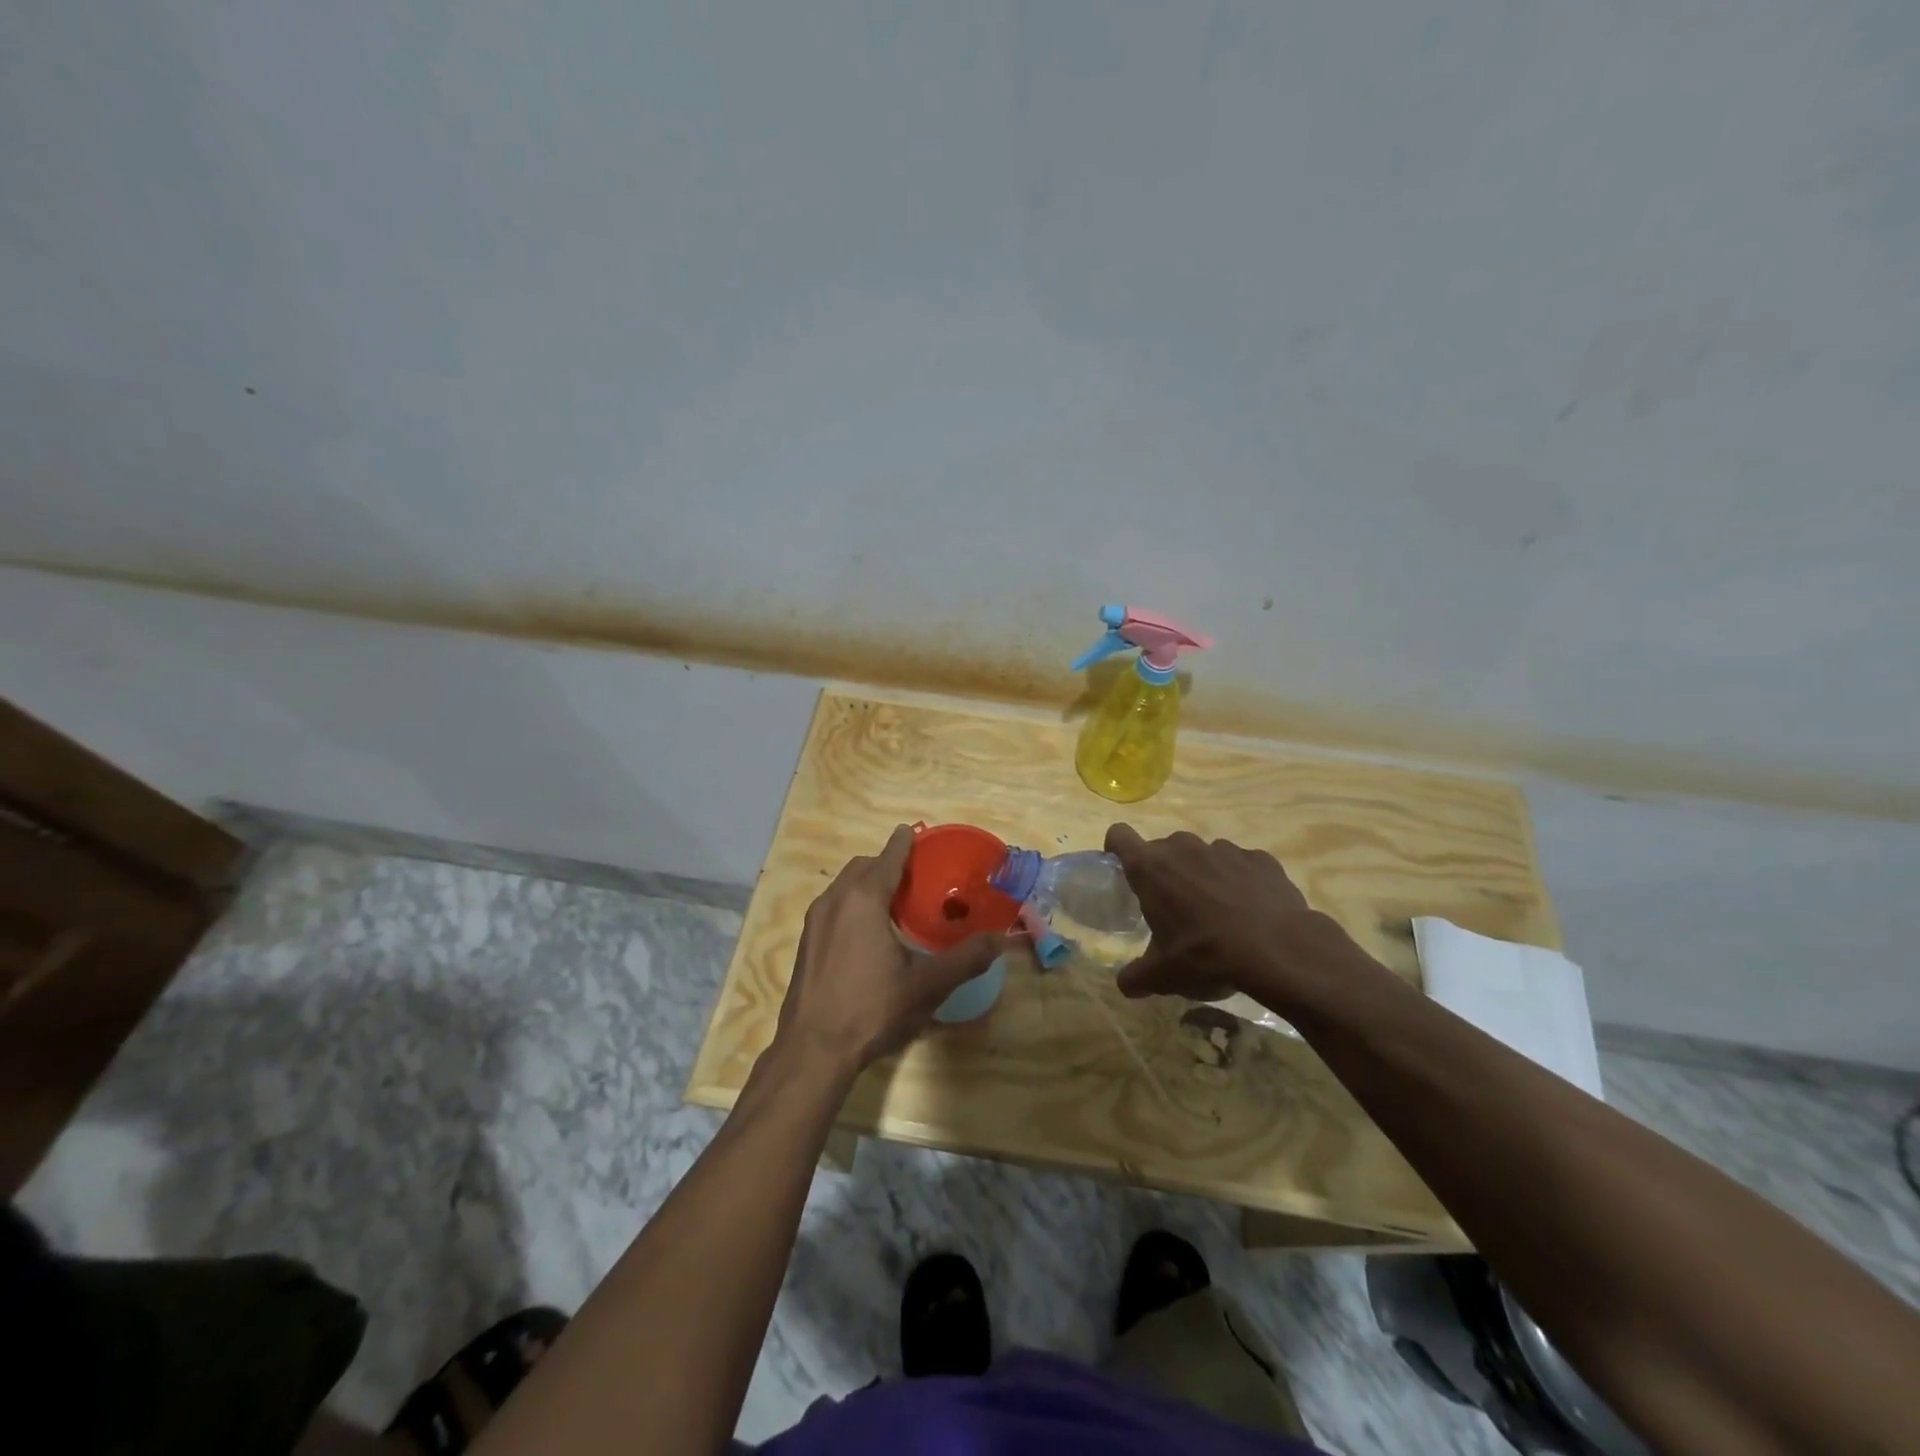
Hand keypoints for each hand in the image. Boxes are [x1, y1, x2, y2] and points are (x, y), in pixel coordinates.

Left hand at [774, 825, 1006, 1075]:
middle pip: (863, 867)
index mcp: (864, 899)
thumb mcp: (927, 985)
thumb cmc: (872, 1008)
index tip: (915, 833)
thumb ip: (965, 958)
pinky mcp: (806, 943)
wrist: (812, 1049)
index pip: (888, 857)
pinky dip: (852, 904)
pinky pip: (833, 906)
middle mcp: (835, 900)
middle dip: (886, 864)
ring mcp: (815, 921)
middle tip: (914, 877)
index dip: (904, 844)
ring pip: (844, 886)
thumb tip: (999, 939)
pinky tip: (868, 935)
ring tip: (893, 904)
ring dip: (867, 884)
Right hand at [1104, 824, 1371, 1012]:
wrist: (1277, 949)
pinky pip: (1240, 865)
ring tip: (1217, 912)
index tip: (1122, 868)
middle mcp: (1183, 848)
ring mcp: (1224, 849)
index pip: (1120, 836)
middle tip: (1174, 907)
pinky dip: (1239, 881)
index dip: (1116, 848)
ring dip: (1202, 875)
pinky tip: (1250, 911)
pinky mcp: (1259, 858)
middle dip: (1165, 872)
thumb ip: (1136, 977)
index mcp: (1151, 868)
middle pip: (1163, 848)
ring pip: (1202, 855)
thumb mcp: (1162, 976)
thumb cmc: (1205, 955)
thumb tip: (1125, 984)